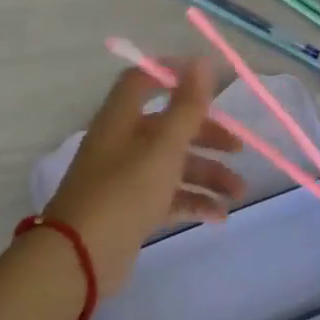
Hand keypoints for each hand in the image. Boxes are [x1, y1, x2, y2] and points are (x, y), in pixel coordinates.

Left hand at [43, 60, 245, 294]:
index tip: (208, 83)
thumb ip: (186, 106)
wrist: (80, 258)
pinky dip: (193, 201)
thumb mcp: (163, 146)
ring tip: (239, 191)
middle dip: (206, 135)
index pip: (143, 80)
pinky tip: (220, 215)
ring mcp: (126, 178)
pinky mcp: (131, 209)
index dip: (173, 75)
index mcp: (122, 118)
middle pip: (168, 126)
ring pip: (172, 165)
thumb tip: (202, 61)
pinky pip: (168, 197)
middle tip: (238, 149)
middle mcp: (122, 142)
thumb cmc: (124, 191)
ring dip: (207, 174)